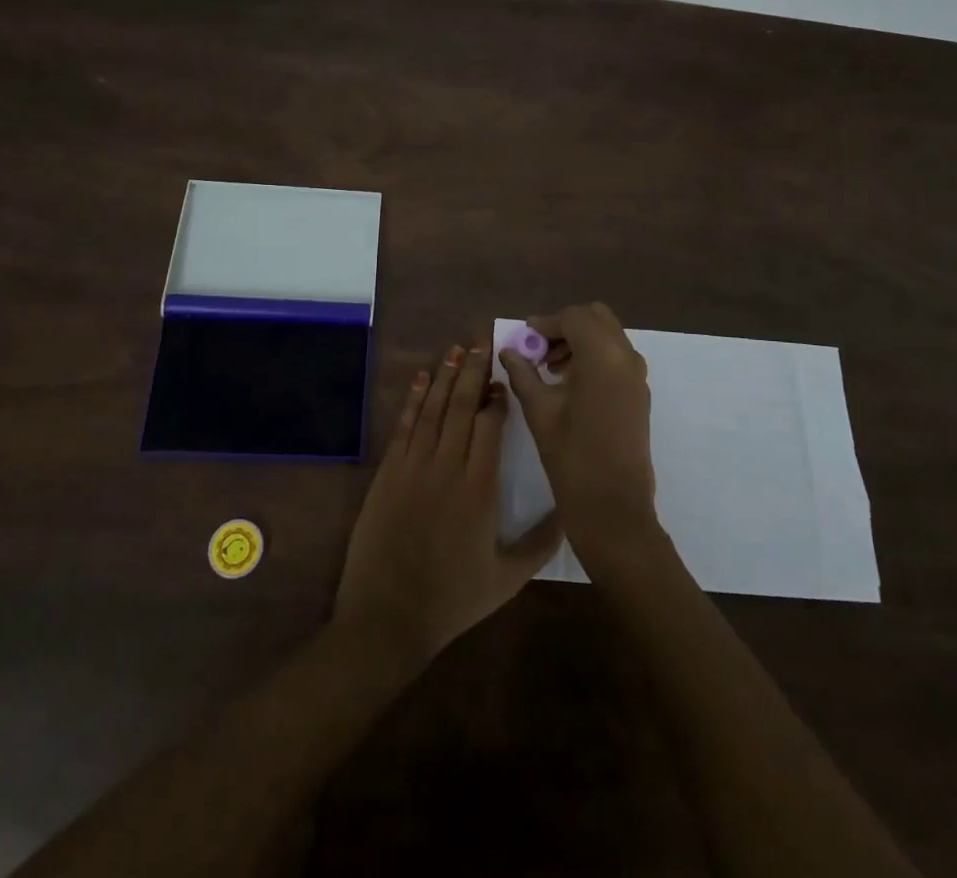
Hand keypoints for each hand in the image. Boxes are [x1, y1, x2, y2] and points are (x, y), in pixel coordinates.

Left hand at [334, 343, 561, 669]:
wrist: (387, 615)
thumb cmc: (452, 599)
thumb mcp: (507, 579)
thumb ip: (541, 543)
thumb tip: (569, 510)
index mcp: (479, 489)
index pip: (490, 427)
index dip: (498, 398)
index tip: (504, 379)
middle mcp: (447, 467)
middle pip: (462, 407)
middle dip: (473, 371)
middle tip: (482, 342)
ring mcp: (413, 466)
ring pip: (432, 409)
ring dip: (445, 376)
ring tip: (456, 349)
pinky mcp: (388, 472)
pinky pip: (404, 426)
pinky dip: (413, 400)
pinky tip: (421, 379)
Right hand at [498, 303, 657, 566]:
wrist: (613, 507)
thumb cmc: (571, 456)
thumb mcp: (539, 410)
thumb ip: (522, 373)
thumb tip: (508, 351)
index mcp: (601, 355)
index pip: (572, 317)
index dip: (545, 323)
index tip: (524, 338)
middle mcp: (626, 356)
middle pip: (596, 318)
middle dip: (566, 326)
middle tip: (540, 350)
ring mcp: (638, 375)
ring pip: (609, 335)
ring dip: (581, 340)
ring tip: (551, 369)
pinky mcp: (640, 393)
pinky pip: (617, 357)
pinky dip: (595, 356)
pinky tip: (571, 384)